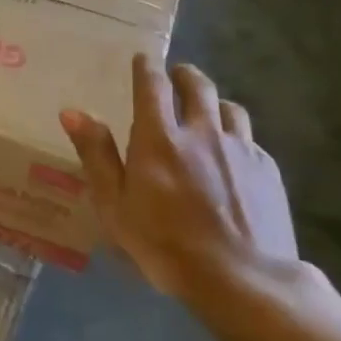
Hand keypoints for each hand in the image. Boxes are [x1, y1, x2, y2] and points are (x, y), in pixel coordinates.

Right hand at [60, 58, 297, 298]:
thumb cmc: (166, 245)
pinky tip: (233, 157)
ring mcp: (240, 150)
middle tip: (176, 75)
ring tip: (208, 112)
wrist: (243, 281)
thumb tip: (72, 112)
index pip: (152, 85)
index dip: (146, 67)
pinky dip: (237, 137)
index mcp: (159, 138)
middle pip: (197, 86)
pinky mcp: (268, 171)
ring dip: (214, 103)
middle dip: (184, 75)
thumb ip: (96, 155)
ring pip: (230, 108)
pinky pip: (250, 140)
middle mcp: (202, 132)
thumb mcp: (115, 206)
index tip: (143, 59)